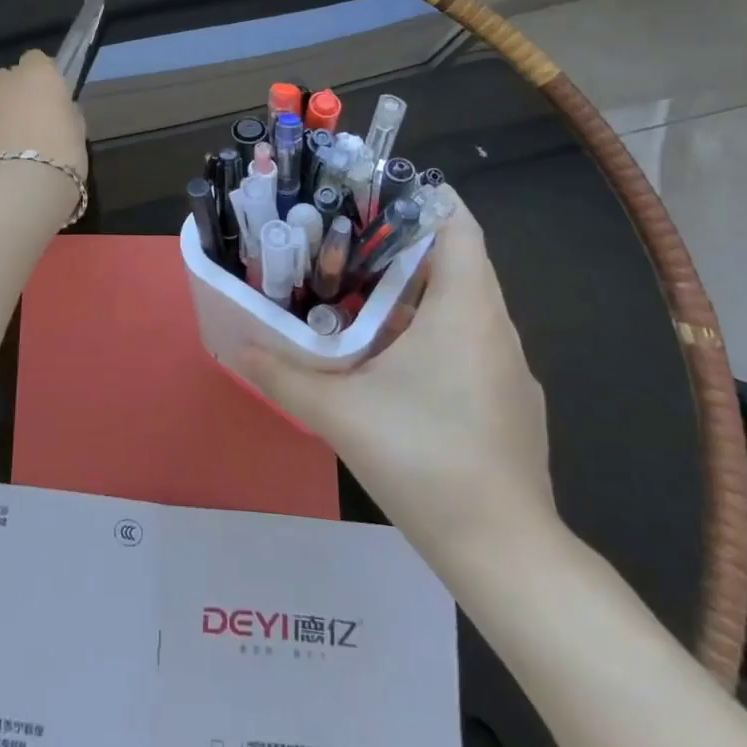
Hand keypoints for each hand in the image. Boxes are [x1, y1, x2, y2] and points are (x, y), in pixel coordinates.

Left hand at [0, 51, 88, 213]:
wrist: (17, 190)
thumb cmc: (61, 156)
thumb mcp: (78, 132)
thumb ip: (66, 113)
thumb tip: (60, 111)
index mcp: (38, 74)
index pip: (36, 59)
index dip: (43, 76)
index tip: (52, 96)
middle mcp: (5, 82)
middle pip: (8, 77)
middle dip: (16, 92)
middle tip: (32, 120)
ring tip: (12, 142)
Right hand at [239, 194, 556, 568]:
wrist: (505, 555)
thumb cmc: (424, 460)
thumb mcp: (340, 414)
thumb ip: (283, 375)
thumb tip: (238, 347)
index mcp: (465, 310)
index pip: (459, 225)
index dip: (423, 197)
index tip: (374, 191)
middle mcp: (495, 327)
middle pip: (456, 259)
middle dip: (402, 243)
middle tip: (344, 238)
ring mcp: (508, 367)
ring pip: (462, 303)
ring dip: (415, 290)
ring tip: (358, 289)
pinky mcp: (508, 402)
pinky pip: (470, 340)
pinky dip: (433, 329)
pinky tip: (392, 358)